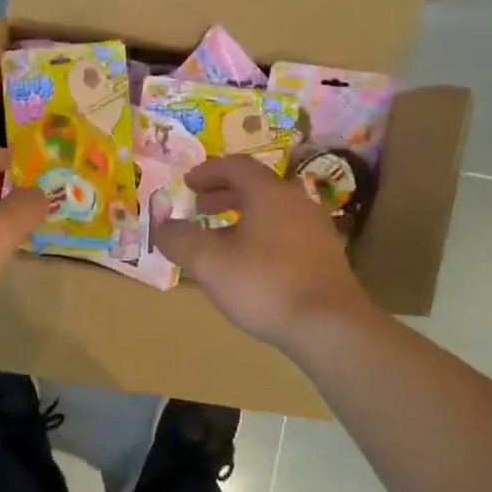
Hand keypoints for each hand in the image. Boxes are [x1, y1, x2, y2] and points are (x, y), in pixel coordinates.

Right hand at [154, 155, 372, 350]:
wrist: (329, 325)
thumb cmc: (264, 285)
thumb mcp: (209, 262)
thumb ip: (180, 239)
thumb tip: (162, 226)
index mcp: (269, 193)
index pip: (236, 166)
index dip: (208, 172)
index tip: (187, 183)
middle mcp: (297, 202)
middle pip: (257, 186)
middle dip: (224, 194)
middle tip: (200, 208)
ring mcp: (316, 229)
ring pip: (273, 210)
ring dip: (244, 216)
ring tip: (222, 237)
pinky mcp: (326, 256)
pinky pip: (287, 232)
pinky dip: (263, 235)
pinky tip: (252, 263)